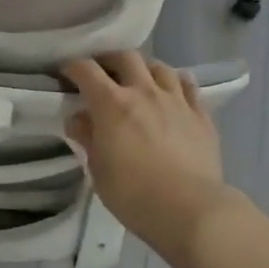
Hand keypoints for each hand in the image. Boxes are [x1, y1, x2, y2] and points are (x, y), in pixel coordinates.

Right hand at [62, 52, 231, 255]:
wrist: (191, 210)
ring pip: (160, 67)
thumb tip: (79, 119)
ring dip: (145, 69)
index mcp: (112, 103)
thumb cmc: (134, 194)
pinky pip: (189, 87)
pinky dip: (177, 84)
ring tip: (140, 81)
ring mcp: (176, 101)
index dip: (73, 67)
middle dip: (110, 59)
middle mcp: (144, 92)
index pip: (86, 70)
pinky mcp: (201, 115)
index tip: (67, 74)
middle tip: (103, 72)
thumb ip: (87, 138)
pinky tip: (174, 92)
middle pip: (126, 57)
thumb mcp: (98, 169)